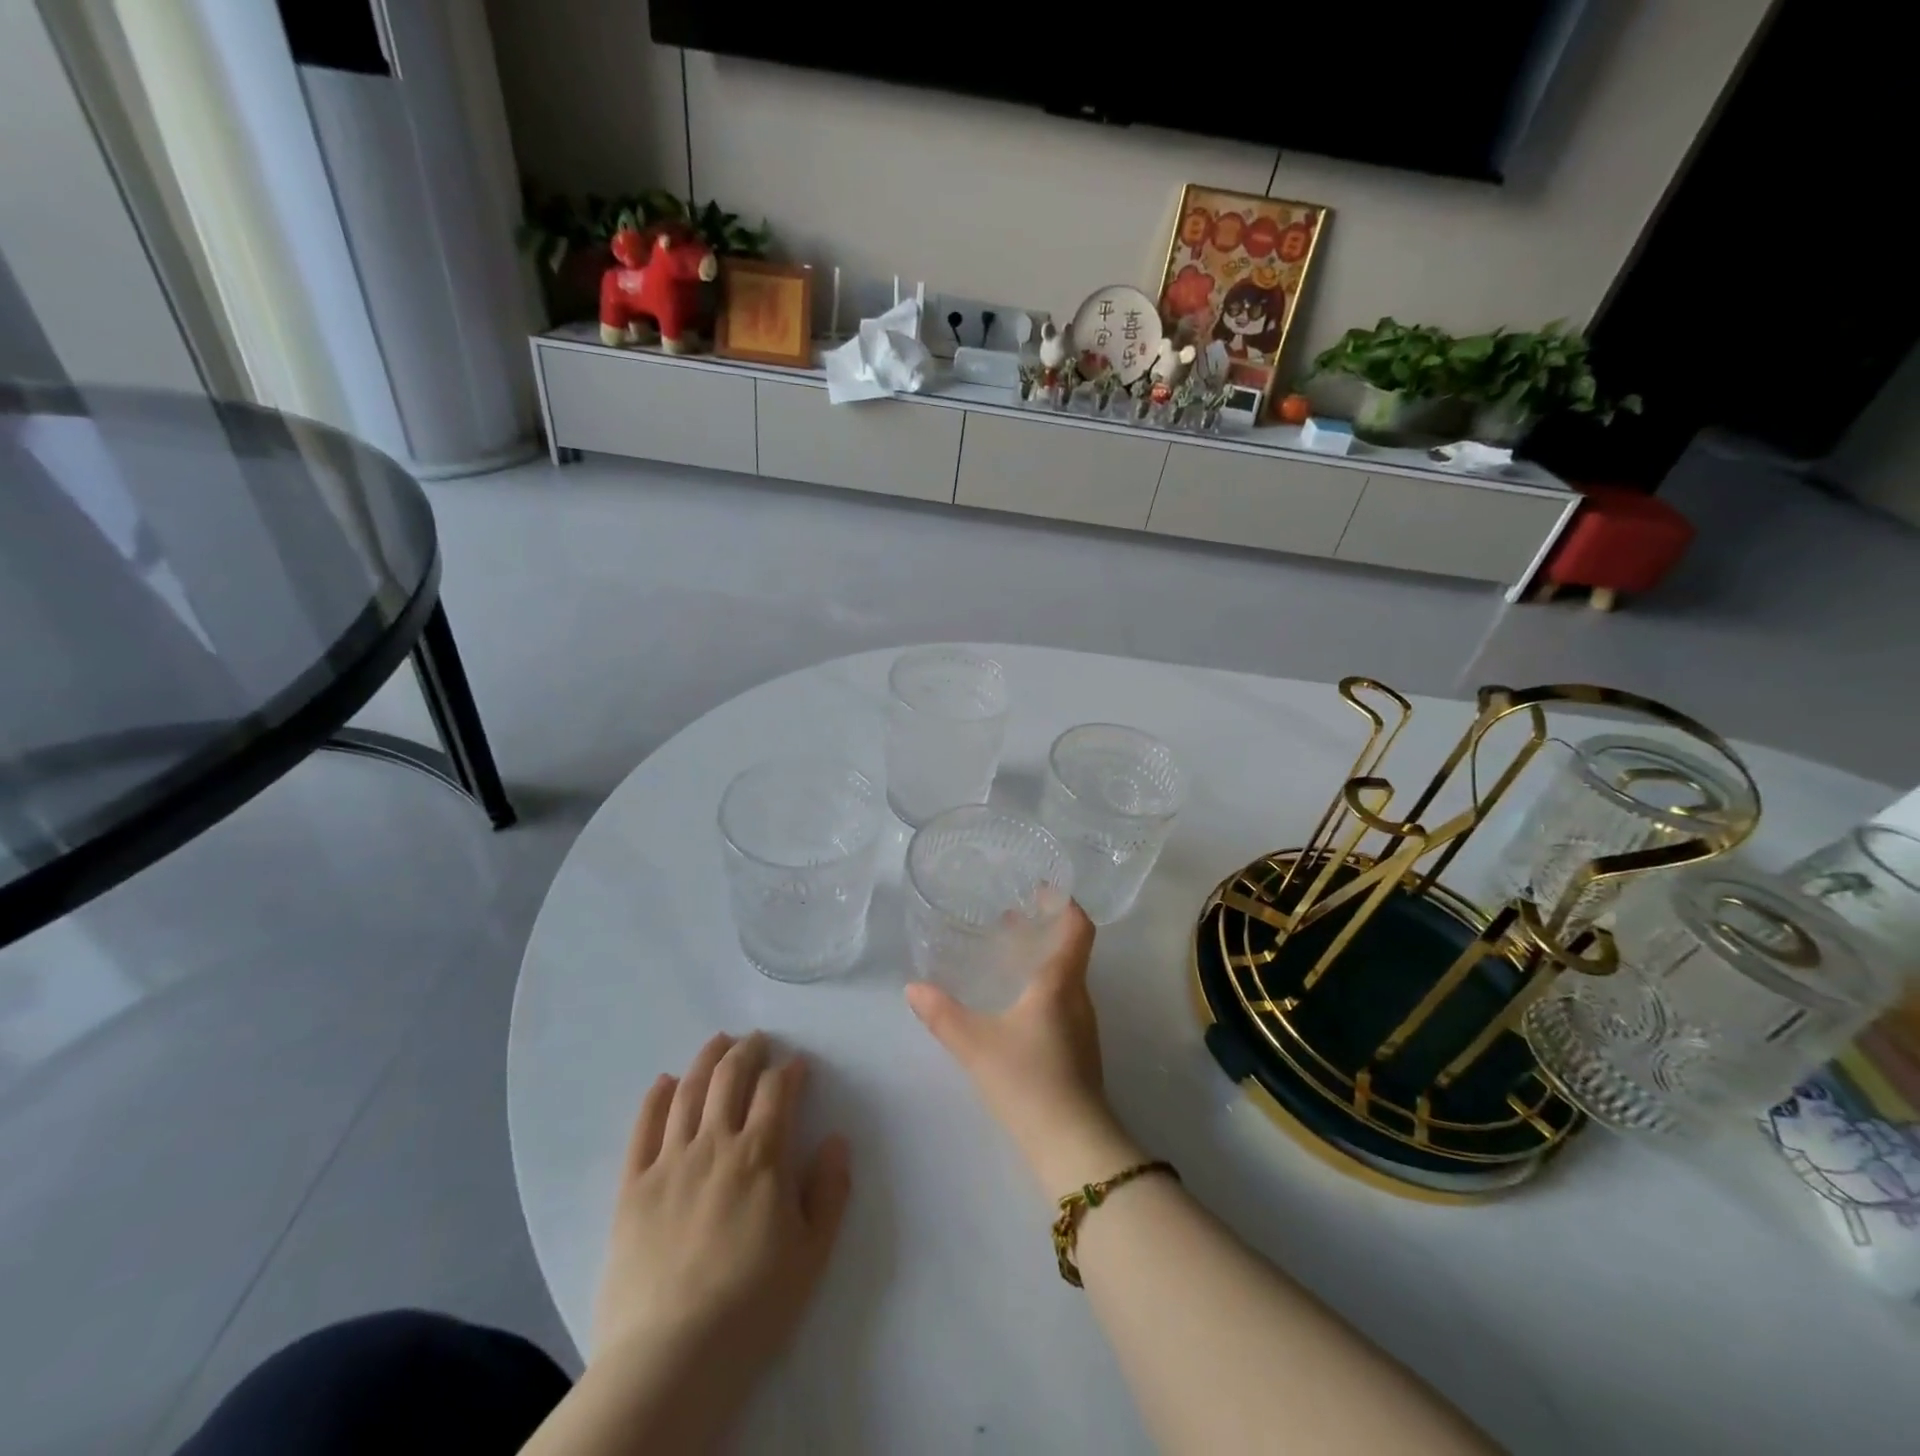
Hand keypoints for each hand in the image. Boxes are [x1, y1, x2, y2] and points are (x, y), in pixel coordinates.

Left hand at [593, 1032, 851, 1375]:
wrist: (671, 1358)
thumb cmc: (752, 1306)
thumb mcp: (812, 1253)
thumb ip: (830, 1190)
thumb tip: (835, 1140)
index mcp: (761, 1156)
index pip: (778, 1091)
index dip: (790, 1070)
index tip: (797, 1064)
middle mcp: (715, 1143)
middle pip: (731, 1077)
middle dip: (748, 1051)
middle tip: (757, 1040)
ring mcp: (670, 1161)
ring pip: (689, 1091)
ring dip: (707, 1059)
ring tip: (718, 1042)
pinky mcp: (632, 1186)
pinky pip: (643, 1128)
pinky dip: (656, 1097)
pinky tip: (665, 1081)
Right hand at [905, 902, 1143, 1193]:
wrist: (1073, 1147)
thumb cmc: (1028, 1080)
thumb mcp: (976, 1044)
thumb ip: (942, 1014)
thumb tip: (913, 988)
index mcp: (1061, 983)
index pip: (1078, 928)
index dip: (1065, 903)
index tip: (1042, 888)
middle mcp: (1079, 998)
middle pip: (1069, 950)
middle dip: (1042, 930)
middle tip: (1009, 918)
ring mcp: (1083, 1028)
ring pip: (1065, 978)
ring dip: (1040, 960)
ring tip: (1007, 956)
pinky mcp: (1079, 1052)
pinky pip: (1062, 1003)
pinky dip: (1041, 989)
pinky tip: (1014, 1006)